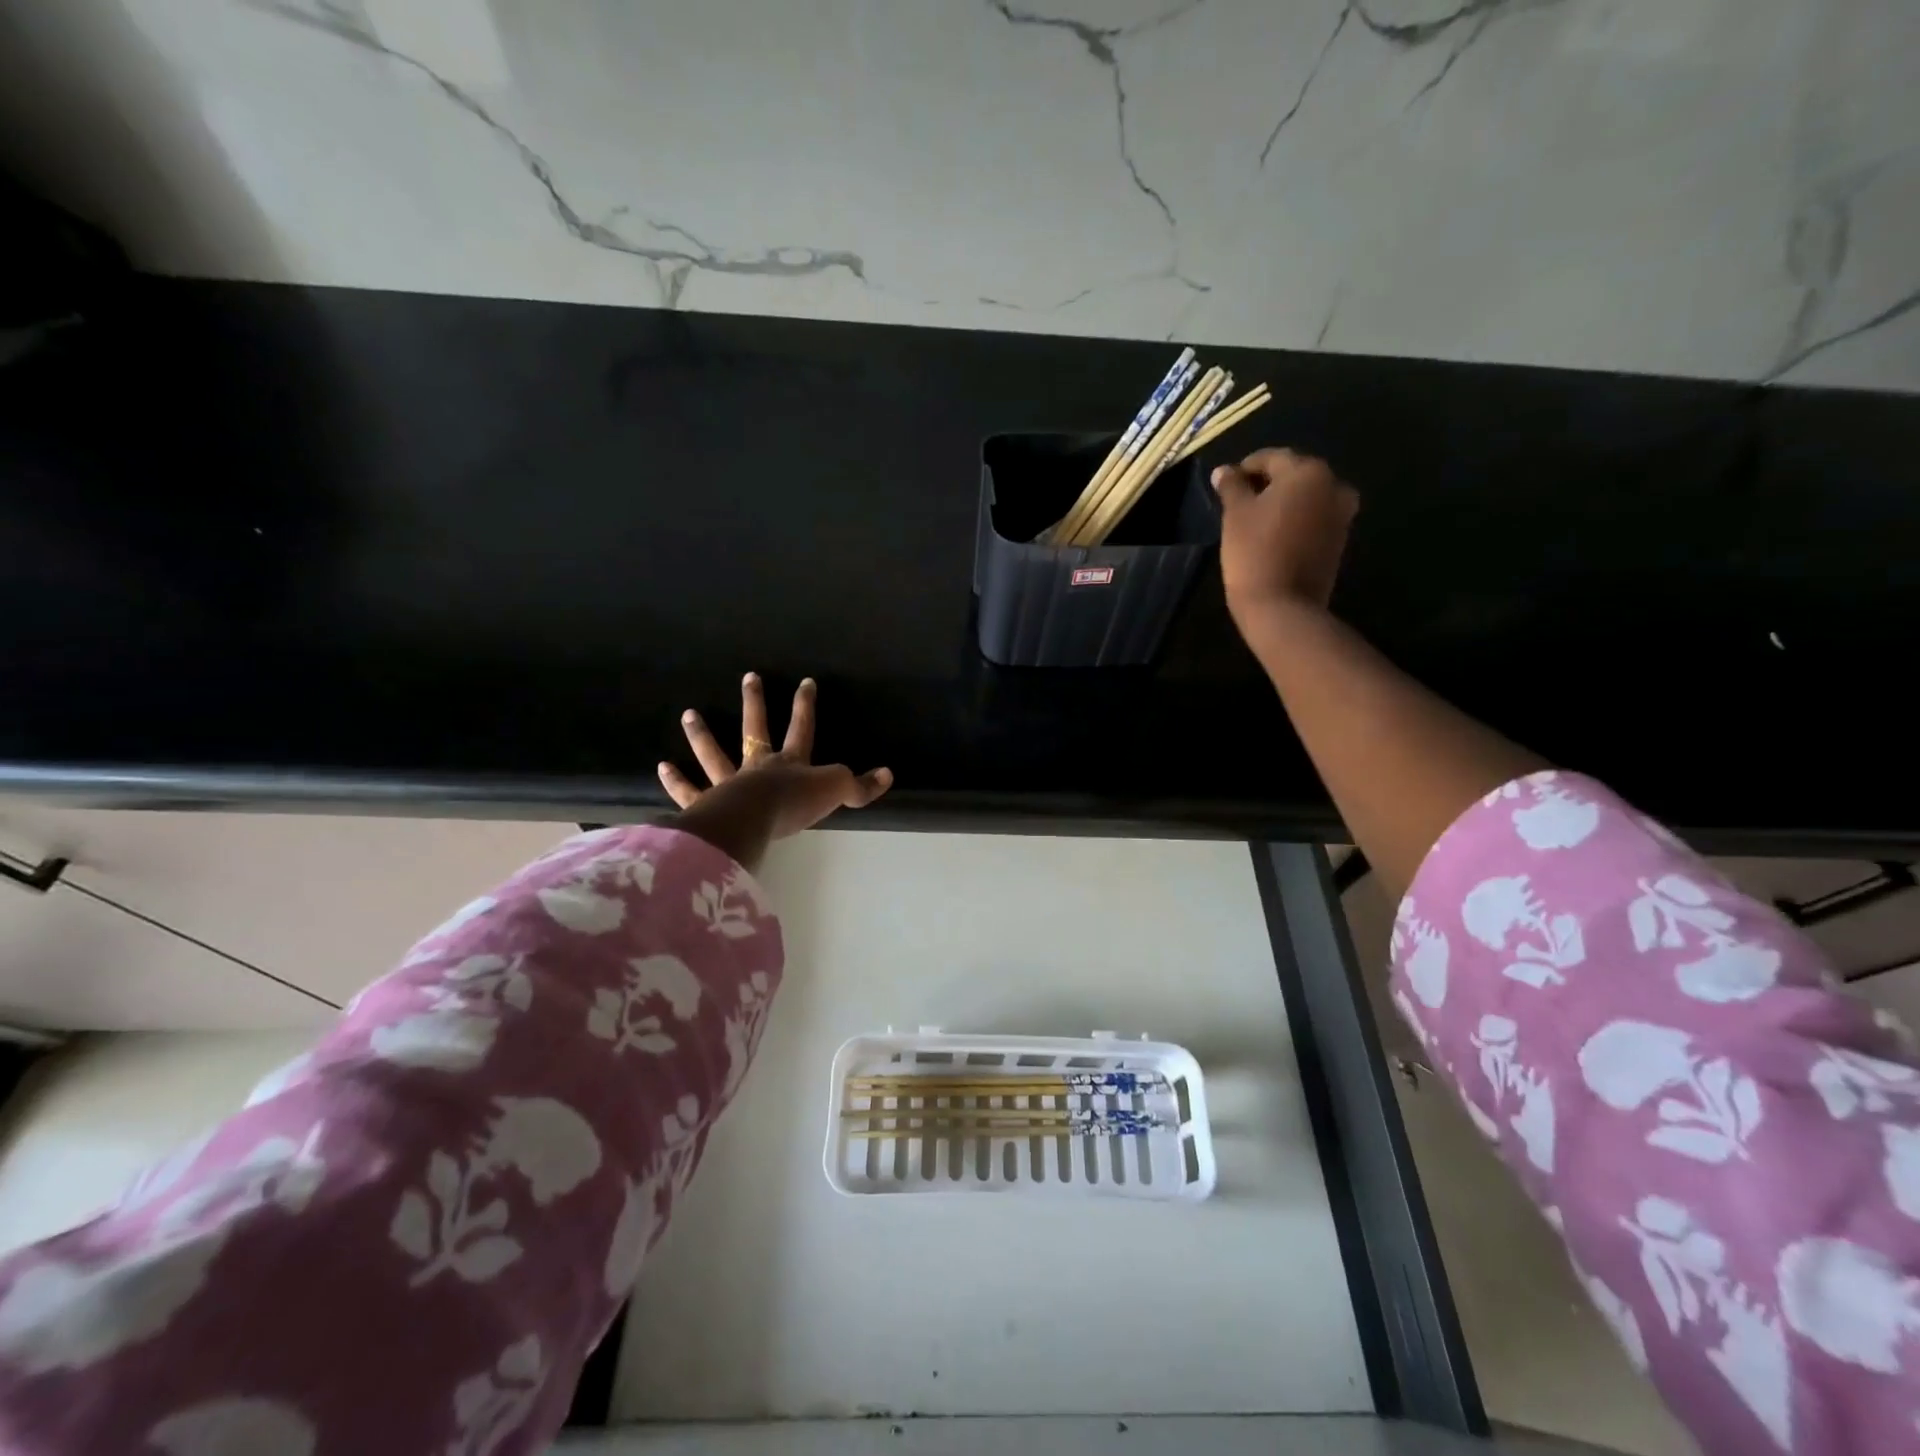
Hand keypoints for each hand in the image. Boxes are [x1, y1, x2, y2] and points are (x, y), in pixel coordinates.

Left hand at [659, 673, 892, 846]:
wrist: (753, 822)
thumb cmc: (794, 804)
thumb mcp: (836, 791)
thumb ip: (860, 786)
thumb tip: (887, 775)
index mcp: (790, 763)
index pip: (801, 728)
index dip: (805, 705)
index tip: (805, 682)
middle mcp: (758, 767)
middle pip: (755, 729)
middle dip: (755, 703)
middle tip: (749, 677)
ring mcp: (729, 784)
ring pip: (715, 754)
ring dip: (702, 735)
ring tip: (689, 714)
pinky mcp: (707, 805)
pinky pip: (690, 791)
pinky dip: (677, 782)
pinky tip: (664, 767)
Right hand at [1211, 448, 1359, 626]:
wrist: (1283, 606)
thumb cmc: (1254, 553)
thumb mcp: (1235, 515)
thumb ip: (1232, 486)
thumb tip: (1224, 471)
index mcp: (1308, 472)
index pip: (1272, 458)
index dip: (1246, 467)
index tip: (1226, 482)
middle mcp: (1333, 485)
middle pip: (1294, 475)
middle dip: (1267, 483)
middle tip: (1239, 500)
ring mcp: (1342, 514)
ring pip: (1306, 497)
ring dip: (1283, 502)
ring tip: (1256, 518)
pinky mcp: (1339, 539)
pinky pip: (1314, 518)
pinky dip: (1296, 519)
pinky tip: (1274, 534)